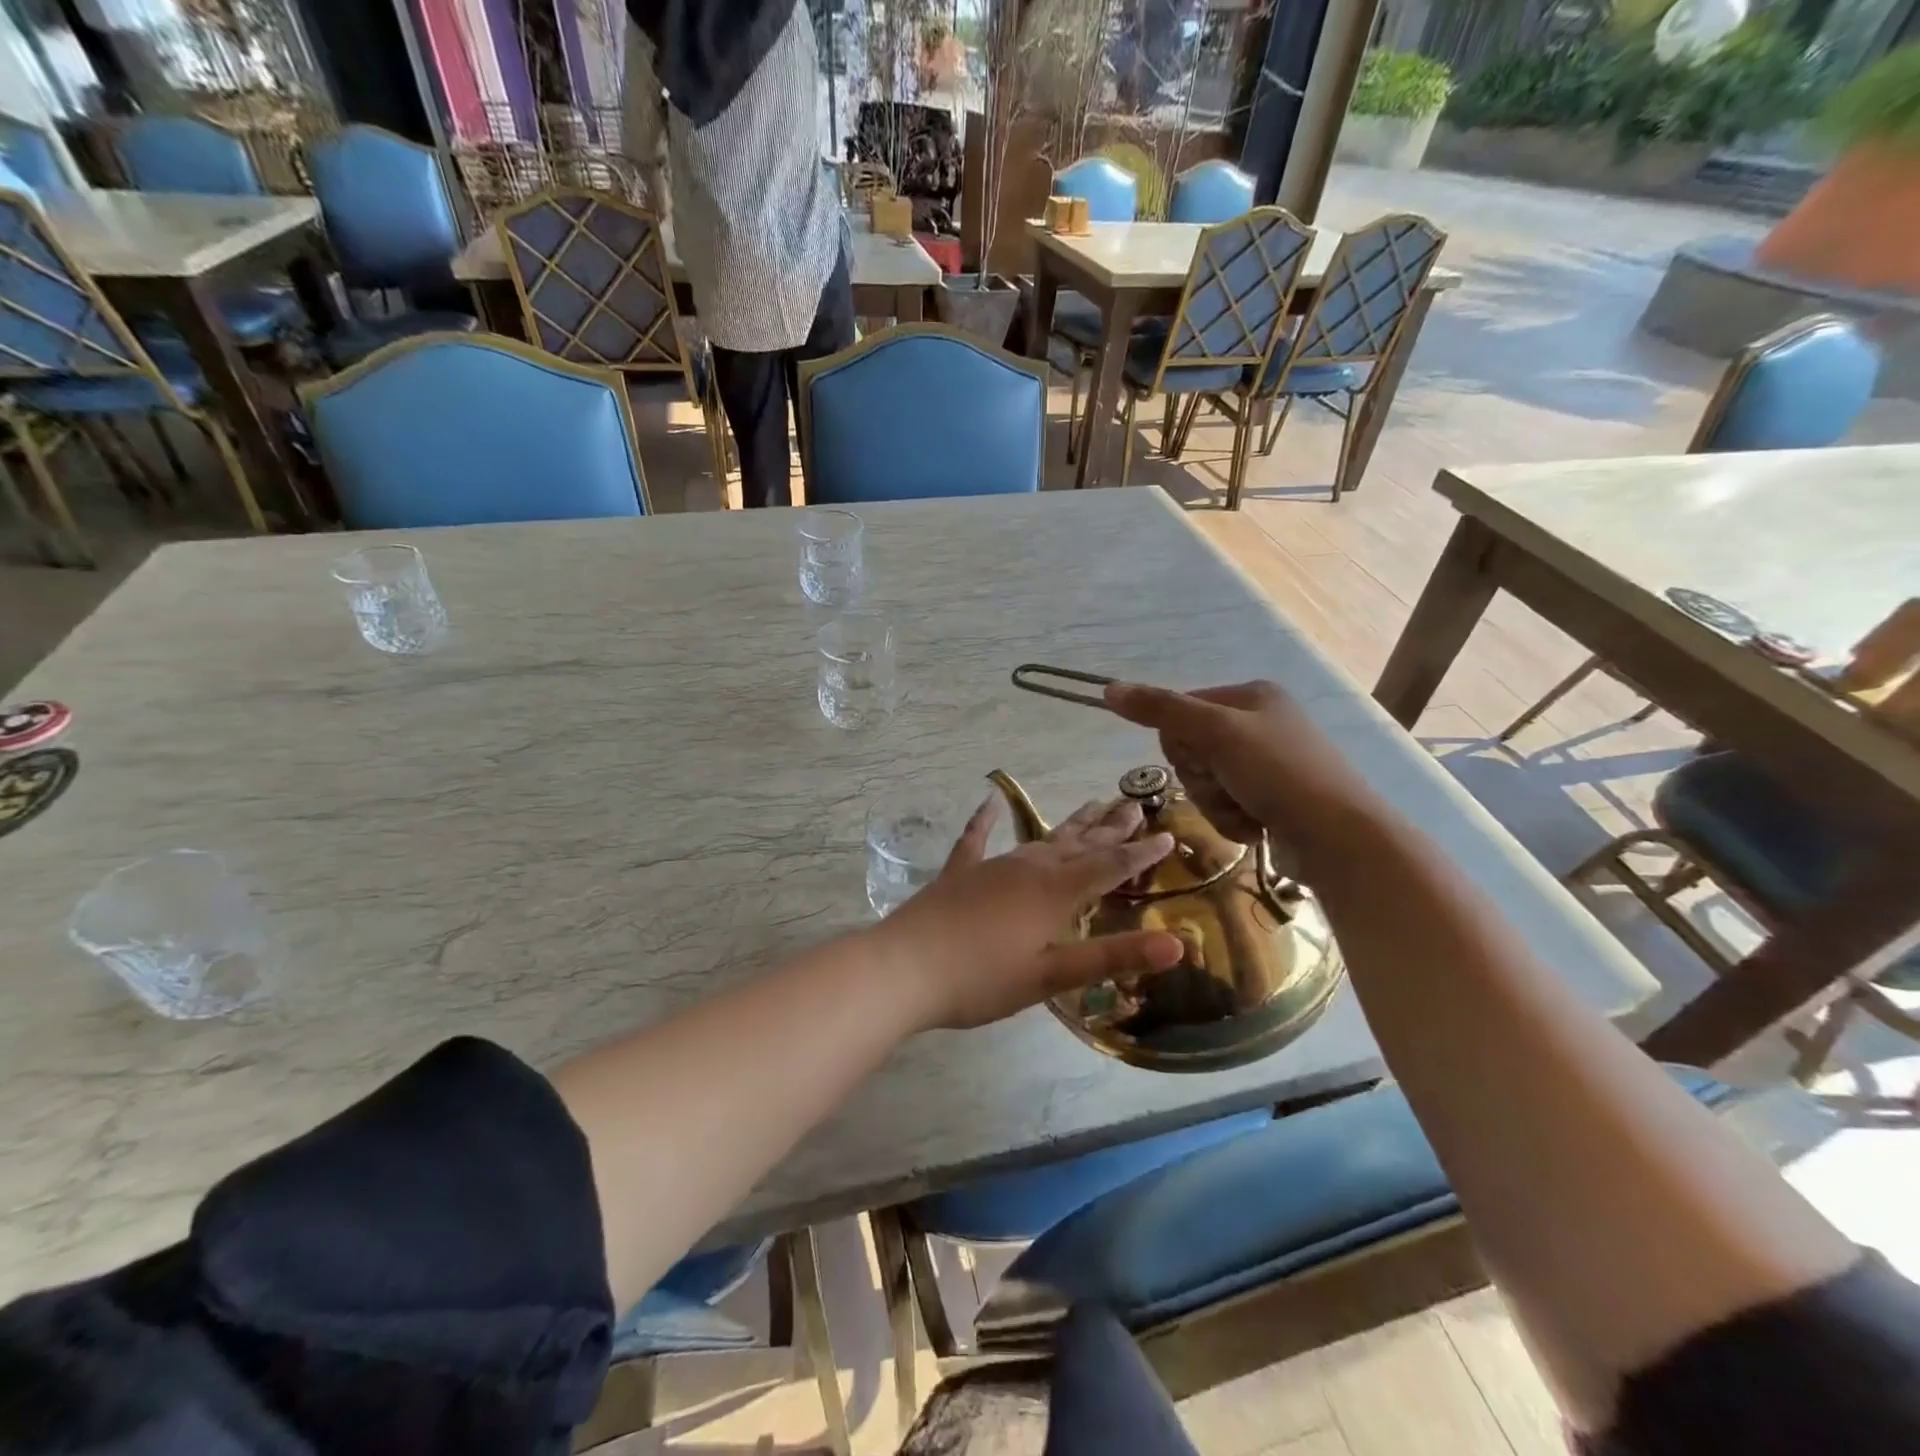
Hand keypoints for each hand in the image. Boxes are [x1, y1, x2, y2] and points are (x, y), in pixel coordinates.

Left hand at [873, 796, 1182, 1031]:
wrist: (905, 968)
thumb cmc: (983, 979)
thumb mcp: (1053, 976)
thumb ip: (1113, 956)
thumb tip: (1179, 944)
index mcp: (1055, 892)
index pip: (1110, 865)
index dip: (1141, 852)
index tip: (1168, 834)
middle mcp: (1028, 868)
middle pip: (1079, 843)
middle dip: (1111, 827)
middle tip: (1136, 804)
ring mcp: (991, 866)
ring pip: (1041, 838)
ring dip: (1070, 824)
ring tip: (1092, 804)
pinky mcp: (959, 873)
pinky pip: (976, 839)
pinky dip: (985, 820)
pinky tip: (990, 800)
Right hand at [1102, 679, 1389, 867]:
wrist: (1339, 838)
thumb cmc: (1278, 773)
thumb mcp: (1215, 733)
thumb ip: (1161, 710)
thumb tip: (1108, 687)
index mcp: (1251, 695)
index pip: (1180, 711)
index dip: (1180, 742)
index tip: (1202, 758)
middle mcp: (1260, 724)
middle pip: (1190, 750)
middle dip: (1202, 778)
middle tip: (1227, 786)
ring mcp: (1268, 764)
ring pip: (1205, 783)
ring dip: (1216, 803)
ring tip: (1247, 812)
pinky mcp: (1273, 799)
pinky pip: (1226, 805)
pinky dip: (1234, 819)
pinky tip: (1257, 826)